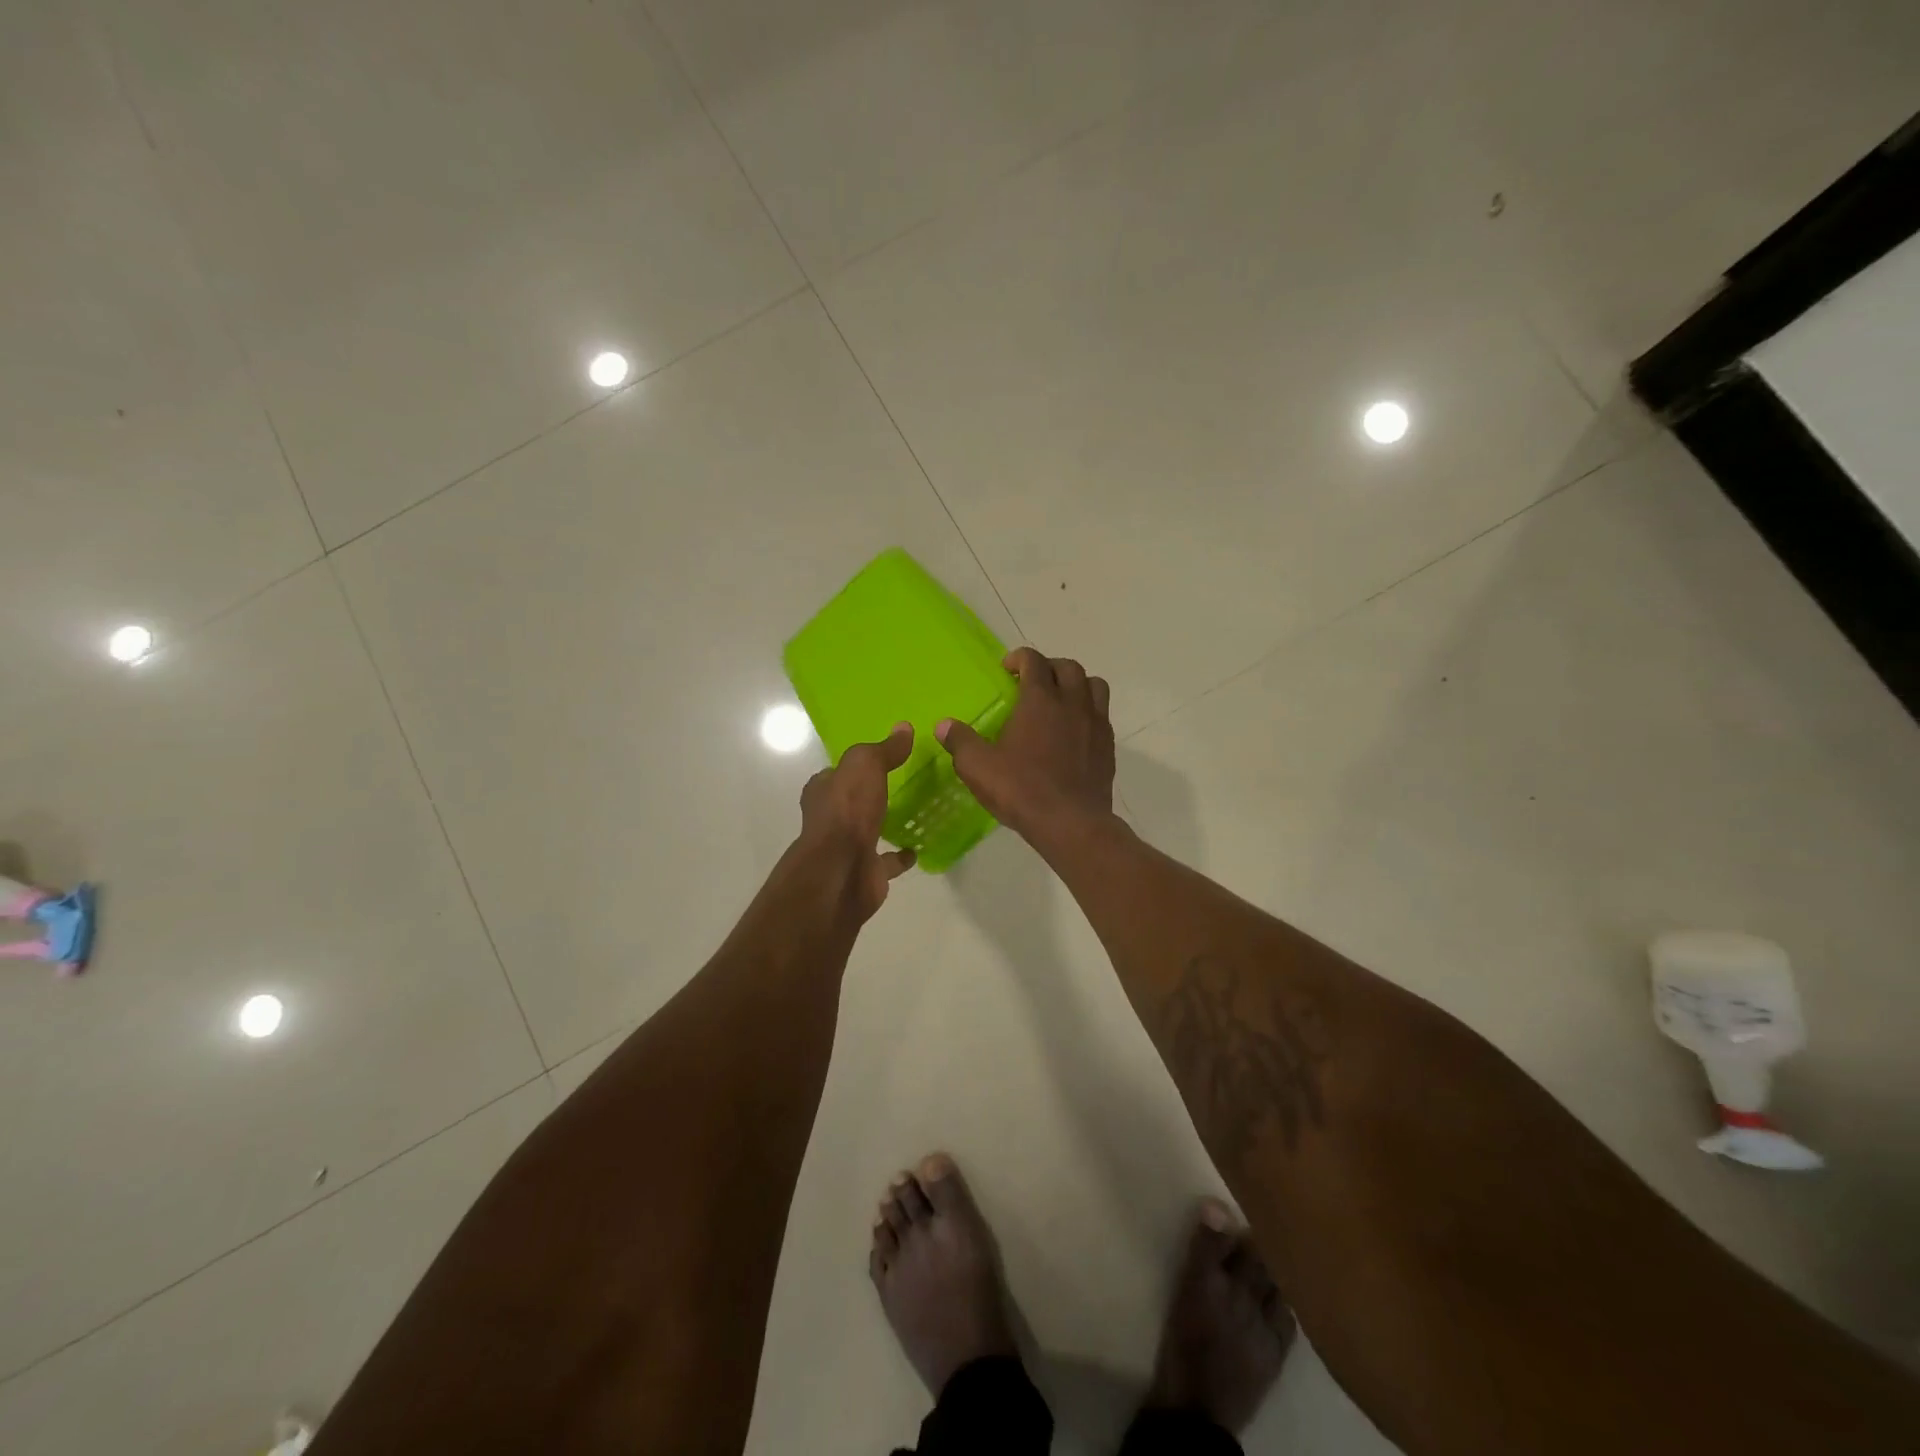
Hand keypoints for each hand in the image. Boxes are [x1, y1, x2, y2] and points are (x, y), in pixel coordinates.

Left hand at [797, 722, 917, 917]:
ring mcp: (846, 848)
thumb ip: (884, 749)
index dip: (854, 767)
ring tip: (914, 814)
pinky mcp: (865, 871)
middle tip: (902, 785)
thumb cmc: (847, 811)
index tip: (879, 760)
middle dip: (870, 796)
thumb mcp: (865, 765)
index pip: (837, 774)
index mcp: (823, 792)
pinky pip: (886, 861)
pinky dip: (900, 857)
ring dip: (884, 825)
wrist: (843, 871)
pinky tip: (918, 848)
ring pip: (868, 831)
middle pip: (851, 803)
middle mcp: (829, 819)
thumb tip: (904, 728)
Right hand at [936, 648, 1115, 842]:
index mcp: (1040, 700)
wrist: (1071, 823)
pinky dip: (1088, 711)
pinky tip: (1074, 731)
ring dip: (1077, 684)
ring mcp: (1095, 724)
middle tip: (1032, 681)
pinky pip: (1102, 715)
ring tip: (1060, 699)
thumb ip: (960, 741)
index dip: (1019, 658)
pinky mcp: (1108, 746)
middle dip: (1049, 667)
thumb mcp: (978, 767)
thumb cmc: (1022, 790)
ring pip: (1094, 686)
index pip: (1034, 661)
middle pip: (1068, 668)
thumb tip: (944, 725)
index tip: (1007, 668)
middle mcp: (1072, 703)